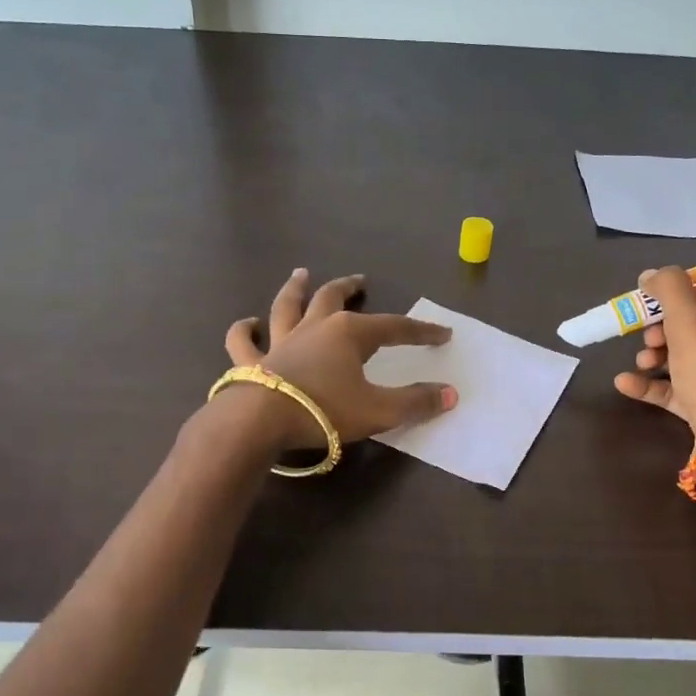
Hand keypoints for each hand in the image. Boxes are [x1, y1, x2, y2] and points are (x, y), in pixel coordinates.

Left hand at [222, 269, 457, 451]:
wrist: (260, 421)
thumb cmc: (324, 411)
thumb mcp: (379, 411)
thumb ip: (415, 402)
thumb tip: (450, 394)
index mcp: (349, 334)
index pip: (395, 328)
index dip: (421, 331)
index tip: (443, 334)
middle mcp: (314, 327)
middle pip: (333, 298)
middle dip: (349, 288)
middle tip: (359, 280)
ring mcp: (280, 341)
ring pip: (287, 306)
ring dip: (295, 289)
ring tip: (300, 275)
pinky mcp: (253, 361)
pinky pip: (245, 341)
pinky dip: (245, 330)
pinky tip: (247, 324)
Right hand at [612, 265, 695, 441]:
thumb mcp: (690, 324)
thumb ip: (670, 290)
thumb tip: (651, 274)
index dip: (677, 294)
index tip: (647, 299)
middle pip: (692, 327)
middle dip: (661, 328)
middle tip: (647, 335)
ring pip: (680, 357)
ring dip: (653, 355)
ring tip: (641, 360)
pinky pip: (673, 388)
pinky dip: (649, 383)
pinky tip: (624, 383)